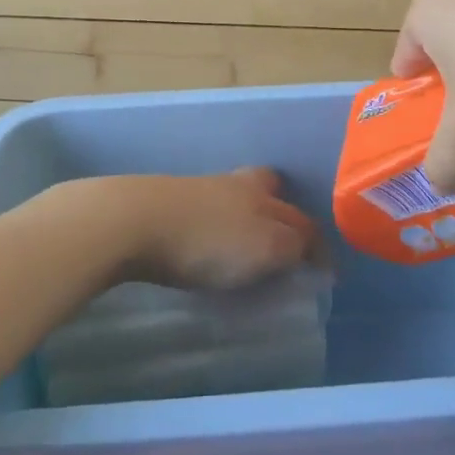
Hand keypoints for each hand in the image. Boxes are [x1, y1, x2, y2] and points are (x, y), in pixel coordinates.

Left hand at [55, 168, 320, 290]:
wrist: (132, 221)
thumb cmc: (205, 240)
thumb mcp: (263, 248)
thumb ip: (291, 246)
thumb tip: (307, 250)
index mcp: (261, 194)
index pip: (300, 217)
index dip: (315, 243)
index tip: (322, 269)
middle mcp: (234, 185)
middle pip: (266, 187)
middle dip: (280, 208)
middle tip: (283, 238)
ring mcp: (197, 189)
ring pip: (233, 197)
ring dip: (244, 216)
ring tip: (245, 244)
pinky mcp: (166, 202)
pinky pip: (204, 211)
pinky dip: (214, 225)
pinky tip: (206, 243)